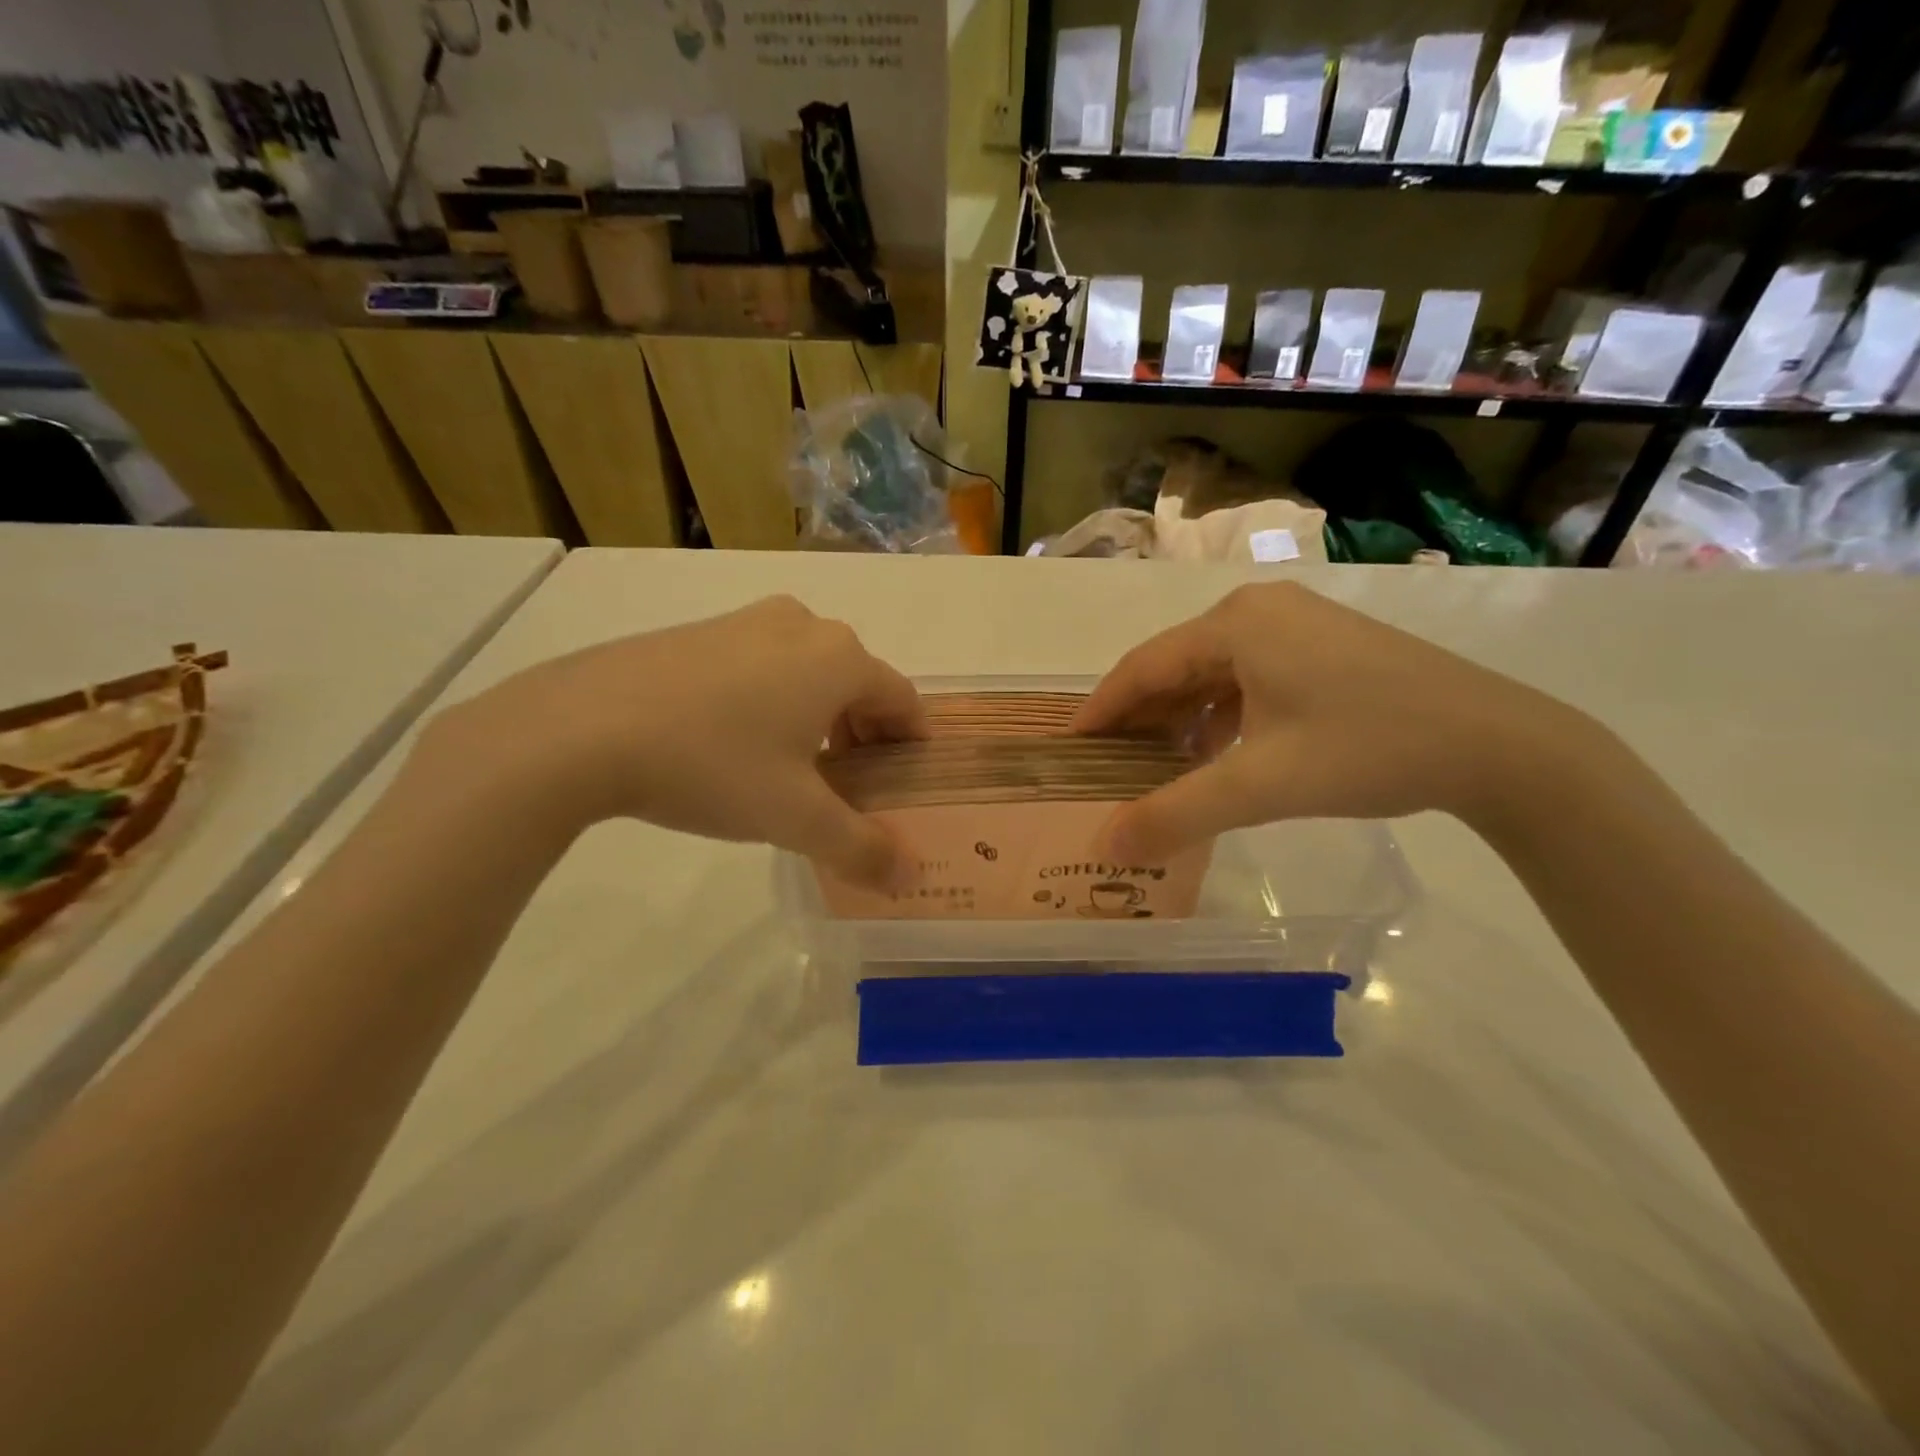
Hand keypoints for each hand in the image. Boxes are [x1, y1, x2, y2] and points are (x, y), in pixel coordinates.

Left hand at [418, 596, 925, 887]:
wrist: (581, 727)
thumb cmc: (712, 765)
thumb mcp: (795, 817)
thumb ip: (861, 848)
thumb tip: (909, 876)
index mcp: (839, 659)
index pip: (903, 700)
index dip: (911, 745)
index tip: (904, 785)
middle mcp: (802, 626)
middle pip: (858, 684)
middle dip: (864, 735)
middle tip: (850, 787)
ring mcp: (746, 622)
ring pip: (809, 672)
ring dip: (820, 718)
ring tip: (797, 770)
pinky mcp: (700, 631)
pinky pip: (763, 666)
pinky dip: (775, 701)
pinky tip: (740, 745)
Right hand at [1072, 582, 1585, 860]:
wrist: (1499, 746)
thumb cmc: (1368, 749)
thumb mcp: (1260, 786)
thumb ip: (1175, 814)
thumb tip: (1105, 845)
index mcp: (1236, 624)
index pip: (1142, 666)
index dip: (1101, 710)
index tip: (1069, 749)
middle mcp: (1260, 611)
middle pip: (1175, 666)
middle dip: (1139, 718)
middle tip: (1106, 765)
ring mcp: (1298, 626)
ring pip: (1213, 674)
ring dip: (1180, 720)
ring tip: (1154, 766)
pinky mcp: (1325, 649)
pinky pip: (1249, 679)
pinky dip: (1221, 716)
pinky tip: (1217, 755)